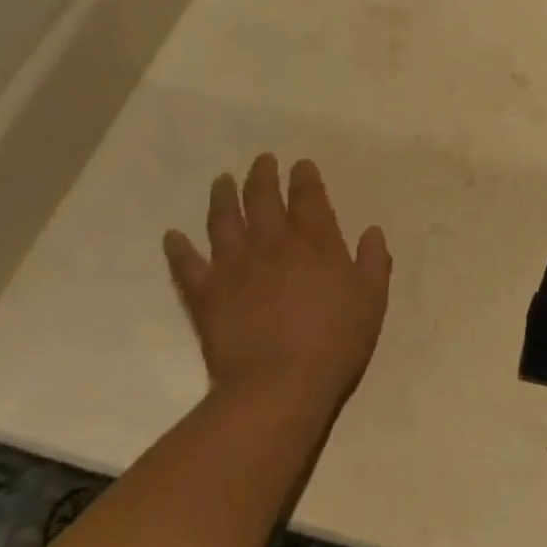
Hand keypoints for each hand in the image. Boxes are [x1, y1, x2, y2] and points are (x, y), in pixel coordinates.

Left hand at [163, 155, 391, 415]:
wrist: (279, 385)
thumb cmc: (335, 341)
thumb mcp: (372, 299)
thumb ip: (374, 261)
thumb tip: (372, 231)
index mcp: (315, 242)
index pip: (308, 197)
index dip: (304, 177)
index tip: (300, 164)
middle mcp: (272, 243)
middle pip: (262, 198)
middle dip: (263, 175)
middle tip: (262, 161)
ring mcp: (234, 266)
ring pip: (223, 220)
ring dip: (223, 196)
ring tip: (222, 180)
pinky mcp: (206, 293)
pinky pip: (187, 265)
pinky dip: (178, 248)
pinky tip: (173, 236)